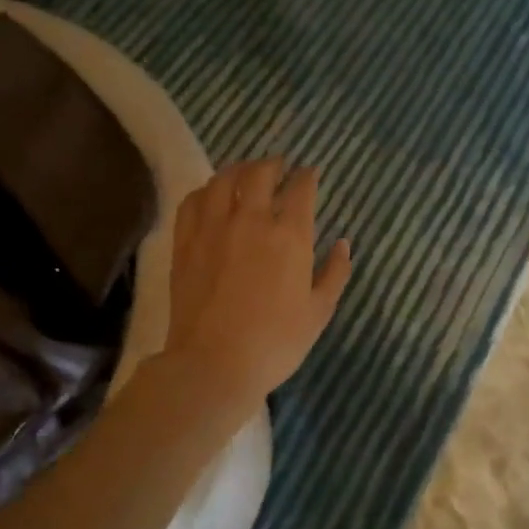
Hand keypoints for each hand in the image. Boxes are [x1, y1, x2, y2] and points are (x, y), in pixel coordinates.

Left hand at [163, 158, 352, 409]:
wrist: (214, 364)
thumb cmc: (276, 342)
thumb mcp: (319, 312)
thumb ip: (334, 273)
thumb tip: (343, 243)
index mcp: (290, 236)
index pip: (301, 189)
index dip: (307, 176)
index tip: (310, 173)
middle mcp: (251, 221)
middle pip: (260, 174)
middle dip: (274, 164)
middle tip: (280, 166)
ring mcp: (213, 228)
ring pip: (224, 180)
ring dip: (239, 169)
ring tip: (246, 171)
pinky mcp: (185, 242)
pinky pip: (193, 201)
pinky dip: (207, 190)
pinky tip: (212, 194)